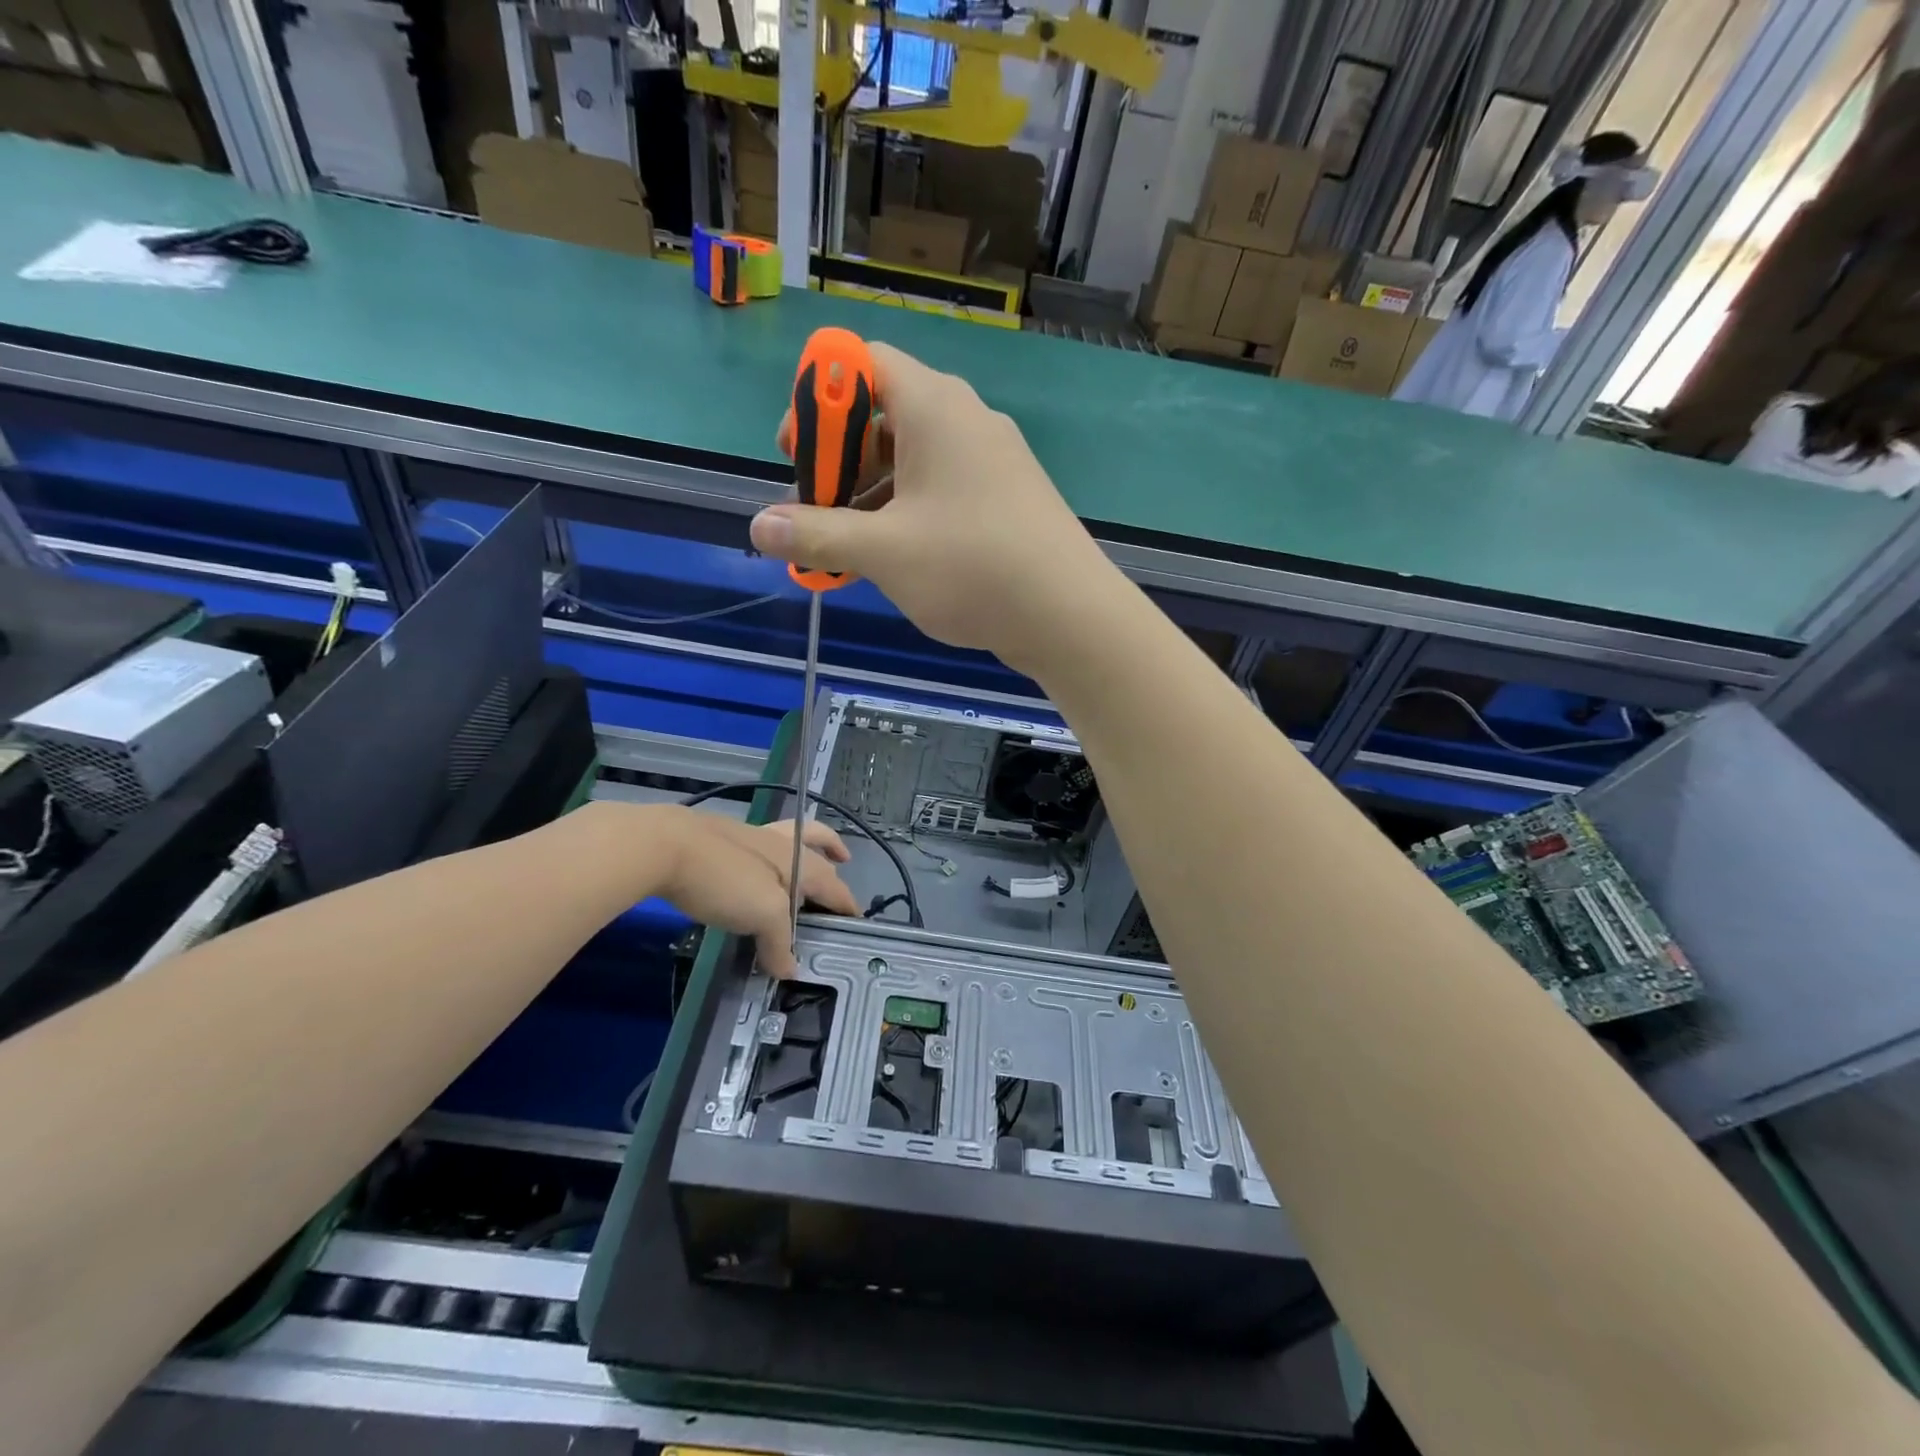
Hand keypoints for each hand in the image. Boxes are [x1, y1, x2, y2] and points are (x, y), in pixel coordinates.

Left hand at [649, 807, 859, 976]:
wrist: (665, 846)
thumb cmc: (724, 879)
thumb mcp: (761, 916)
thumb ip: (779, 942)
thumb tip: (789, 968)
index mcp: (799, 861)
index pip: (834, 885)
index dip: (847, 903)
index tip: (856, 920)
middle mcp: (780, 845)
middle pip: (816, 848)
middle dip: (832, 858)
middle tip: (840, 868)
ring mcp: (750, 839)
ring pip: (787, 841)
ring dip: (801, 852)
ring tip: (800, 867)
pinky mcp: (722, 841)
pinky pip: (757, 850)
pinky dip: (766, 861)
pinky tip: (752, 874)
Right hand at [749, 341, 1116, 673]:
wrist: (1070, 616)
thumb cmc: (972, 569)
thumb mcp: (882, 553)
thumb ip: (816, 534)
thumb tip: (758, 527)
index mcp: (934, 406)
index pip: (861, 361)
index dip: (817, 398)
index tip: (797, 454)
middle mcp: (965, 418)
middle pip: (882, 413)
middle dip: (837, 460)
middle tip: (815, 511)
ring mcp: (992, 459)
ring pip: (912, 459)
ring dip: (868, 496)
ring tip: (845, 549)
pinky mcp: (1006, 497)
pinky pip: (941, 488)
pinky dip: (907, 513)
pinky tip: (893, 560)